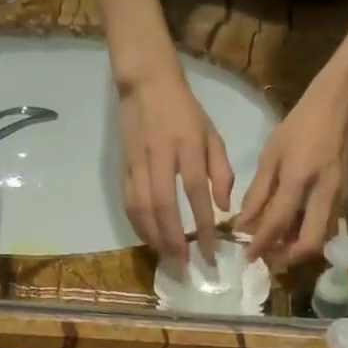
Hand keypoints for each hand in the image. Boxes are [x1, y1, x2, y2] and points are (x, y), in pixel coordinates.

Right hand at [119, 71, 232, 265]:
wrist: (146, 84)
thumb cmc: (185, 111)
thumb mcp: (212, 134)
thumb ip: (221, 171)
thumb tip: (224, 208)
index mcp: (187, 146)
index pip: (196, 192)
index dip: (203, 225)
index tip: (210, 251)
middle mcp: (160, 156)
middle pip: (164, 205)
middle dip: (174, 239)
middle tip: (184, 263)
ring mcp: (138, 162)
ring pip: (142, 207)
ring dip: (154, 236)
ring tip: (167, 257)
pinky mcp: (123, 167)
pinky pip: (128, 202)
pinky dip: (138, 225)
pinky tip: (149, 240)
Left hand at [239, 78, 347, 267]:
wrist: (342, 108)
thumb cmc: (301, 126)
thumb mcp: (271, 154)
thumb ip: (257, 192)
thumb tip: (243, 224)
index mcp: (299, 178)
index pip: (277, 223)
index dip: (261, 244)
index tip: (248, 257)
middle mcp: (323, 193)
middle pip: (309, 243)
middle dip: (287, 258)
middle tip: (269, 260)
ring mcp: (340, 198)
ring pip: (322, 239)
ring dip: (300, 250)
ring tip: (279, 248)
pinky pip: (329, 228)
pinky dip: (311, 236)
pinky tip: (296, 232)